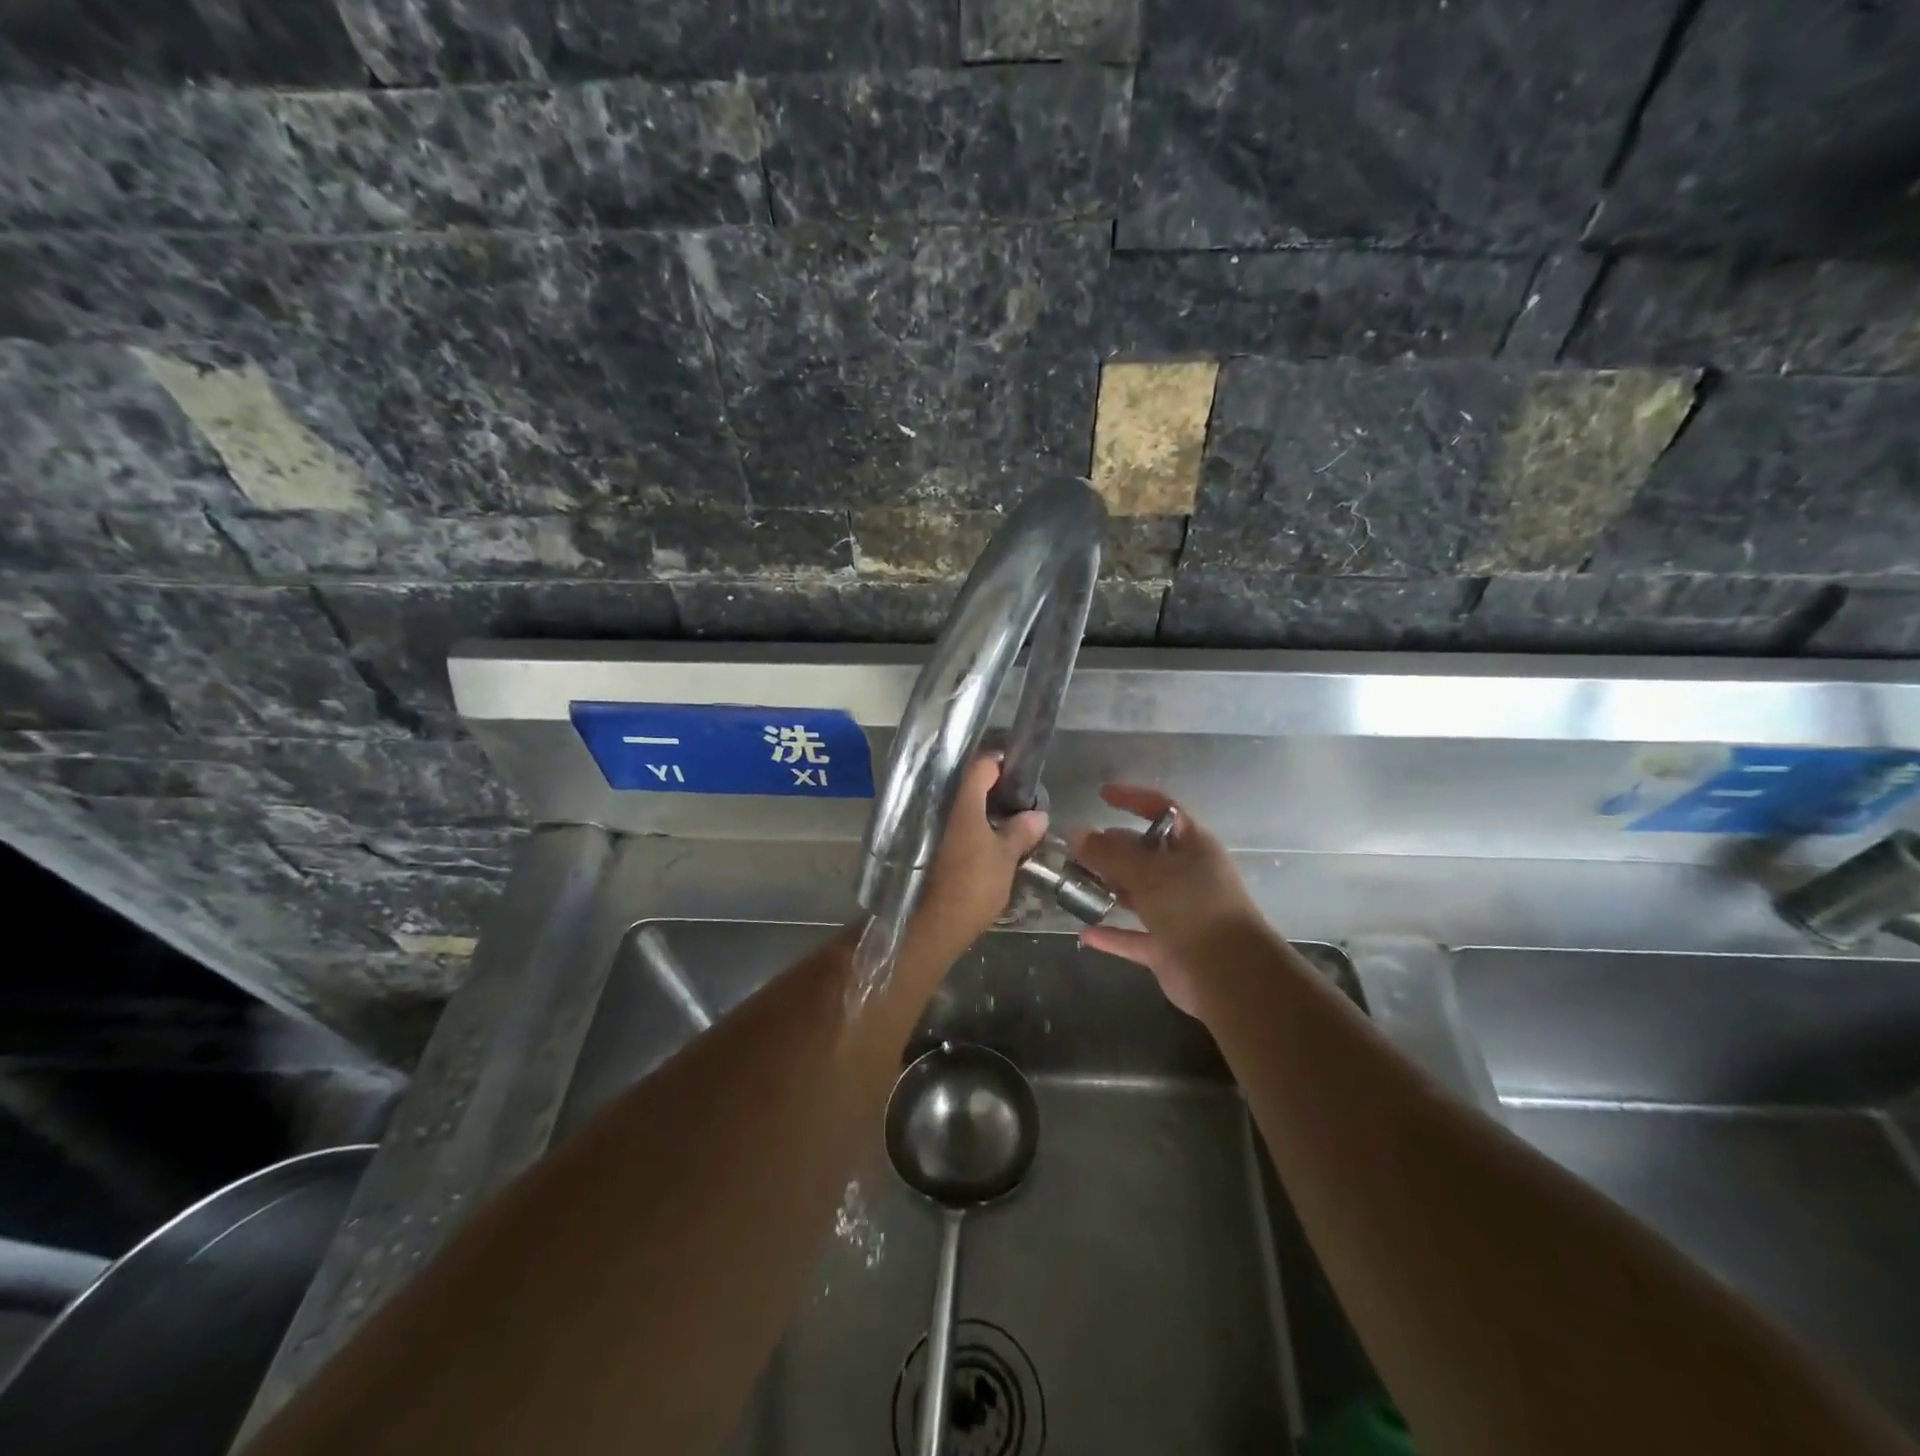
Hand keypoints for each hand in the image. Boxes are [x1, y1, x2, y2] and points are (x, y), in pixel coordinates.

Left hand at [902, 756, 1048, 965]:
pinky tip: (982, 839)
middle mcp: (941, 807)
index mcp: (963, 803)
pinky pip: (948, 824)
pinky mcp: (924, 846)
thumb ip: (1021, 832)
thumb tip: (1038, 815)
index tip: (1019, 773)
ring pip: (957, 806)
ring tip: (1003, 819)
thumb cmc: (973, 886)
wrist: (932, 925)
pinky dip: (965, 826)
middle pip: (967, 784)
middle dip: (991, 788)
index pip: (981, 766)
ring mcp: (928, 826)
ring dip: (978, 809)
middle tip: (1016, 799)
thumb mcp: (1005, 858)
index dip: (1001, 764)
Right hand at [1071, 785, 1270, 1015]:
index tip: (1102, 795)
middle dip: (1110, 849)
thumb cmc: (1192, 906)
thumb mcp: (1148, 871)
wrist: (1228, 973)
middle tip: (1074, 851)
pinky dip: (1111, 935)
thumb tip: (1076, 834)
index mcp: (1192, 846)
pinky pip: (1132, 937)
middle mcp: (1185, 876)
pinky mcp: (1167, 948)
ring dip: (1107, 890)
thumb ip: (1109, 853)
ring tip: (1072, 884)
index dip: (1133, 799)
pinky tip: (1084, 933)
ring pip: (1136, 894)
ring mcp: (1177, 913)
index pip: (1162, 810)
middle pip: (1143, 854)